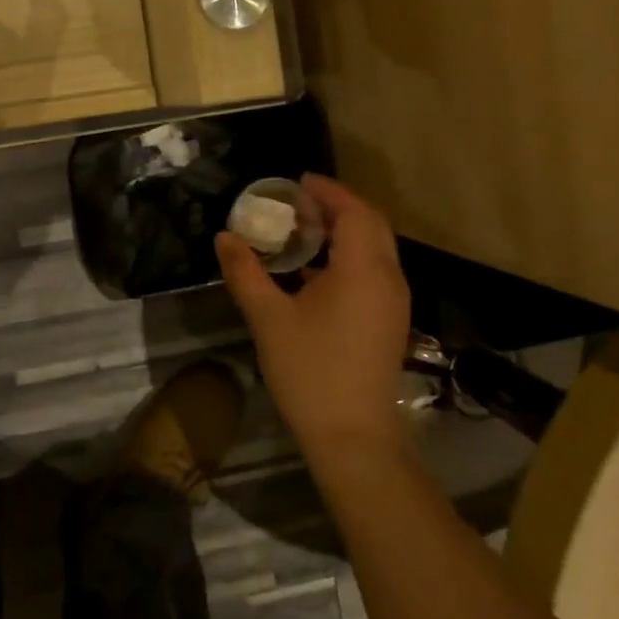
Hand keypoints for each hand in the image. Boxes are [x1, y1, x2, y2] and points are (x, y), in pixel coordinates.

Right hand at [216, 175, 411, 459]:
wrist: (354, 437)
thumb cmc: (311, 371)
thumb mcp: (268, 318)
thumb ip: (245, 272)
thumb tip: (225, 237)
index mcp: (363, 269)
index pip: (353, 211)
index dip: (327, 191)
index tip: (297, 182)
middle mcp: (388, 277)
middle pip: (371, 223)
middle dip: (338, 206)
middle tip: (299, 202)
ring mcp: (393, 302)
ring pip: (376, 248)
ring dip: (345, 231)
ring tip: (303, 230)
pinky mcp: (389, 321)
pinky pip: (374, 270)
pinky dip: (350, 256)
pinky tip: (315, 272)